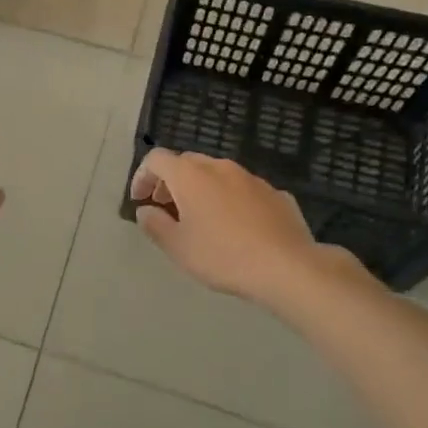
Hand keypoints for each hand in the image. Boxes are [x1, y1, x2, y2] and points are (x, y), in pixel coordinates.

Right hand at [130, 149, 357, 304]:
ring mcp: (251, 178)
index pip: (156, 160)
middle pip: (187, 162)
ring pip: (217, 174)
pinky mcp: (276, 194)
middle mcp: (220, 167)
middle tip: (166, 208)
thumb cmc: (223, 256)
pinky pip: (243, 190)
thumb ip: (155, 225)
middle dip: (171, 181)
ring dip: (202, 189)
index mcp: (190, 175)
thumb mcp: (178, 247)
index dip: (142, 177)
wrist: (287, 267)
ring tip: (201, 218)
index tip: (140, 200)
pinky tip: (236, 227)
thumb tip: (145, 210)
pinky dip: (231, 200)